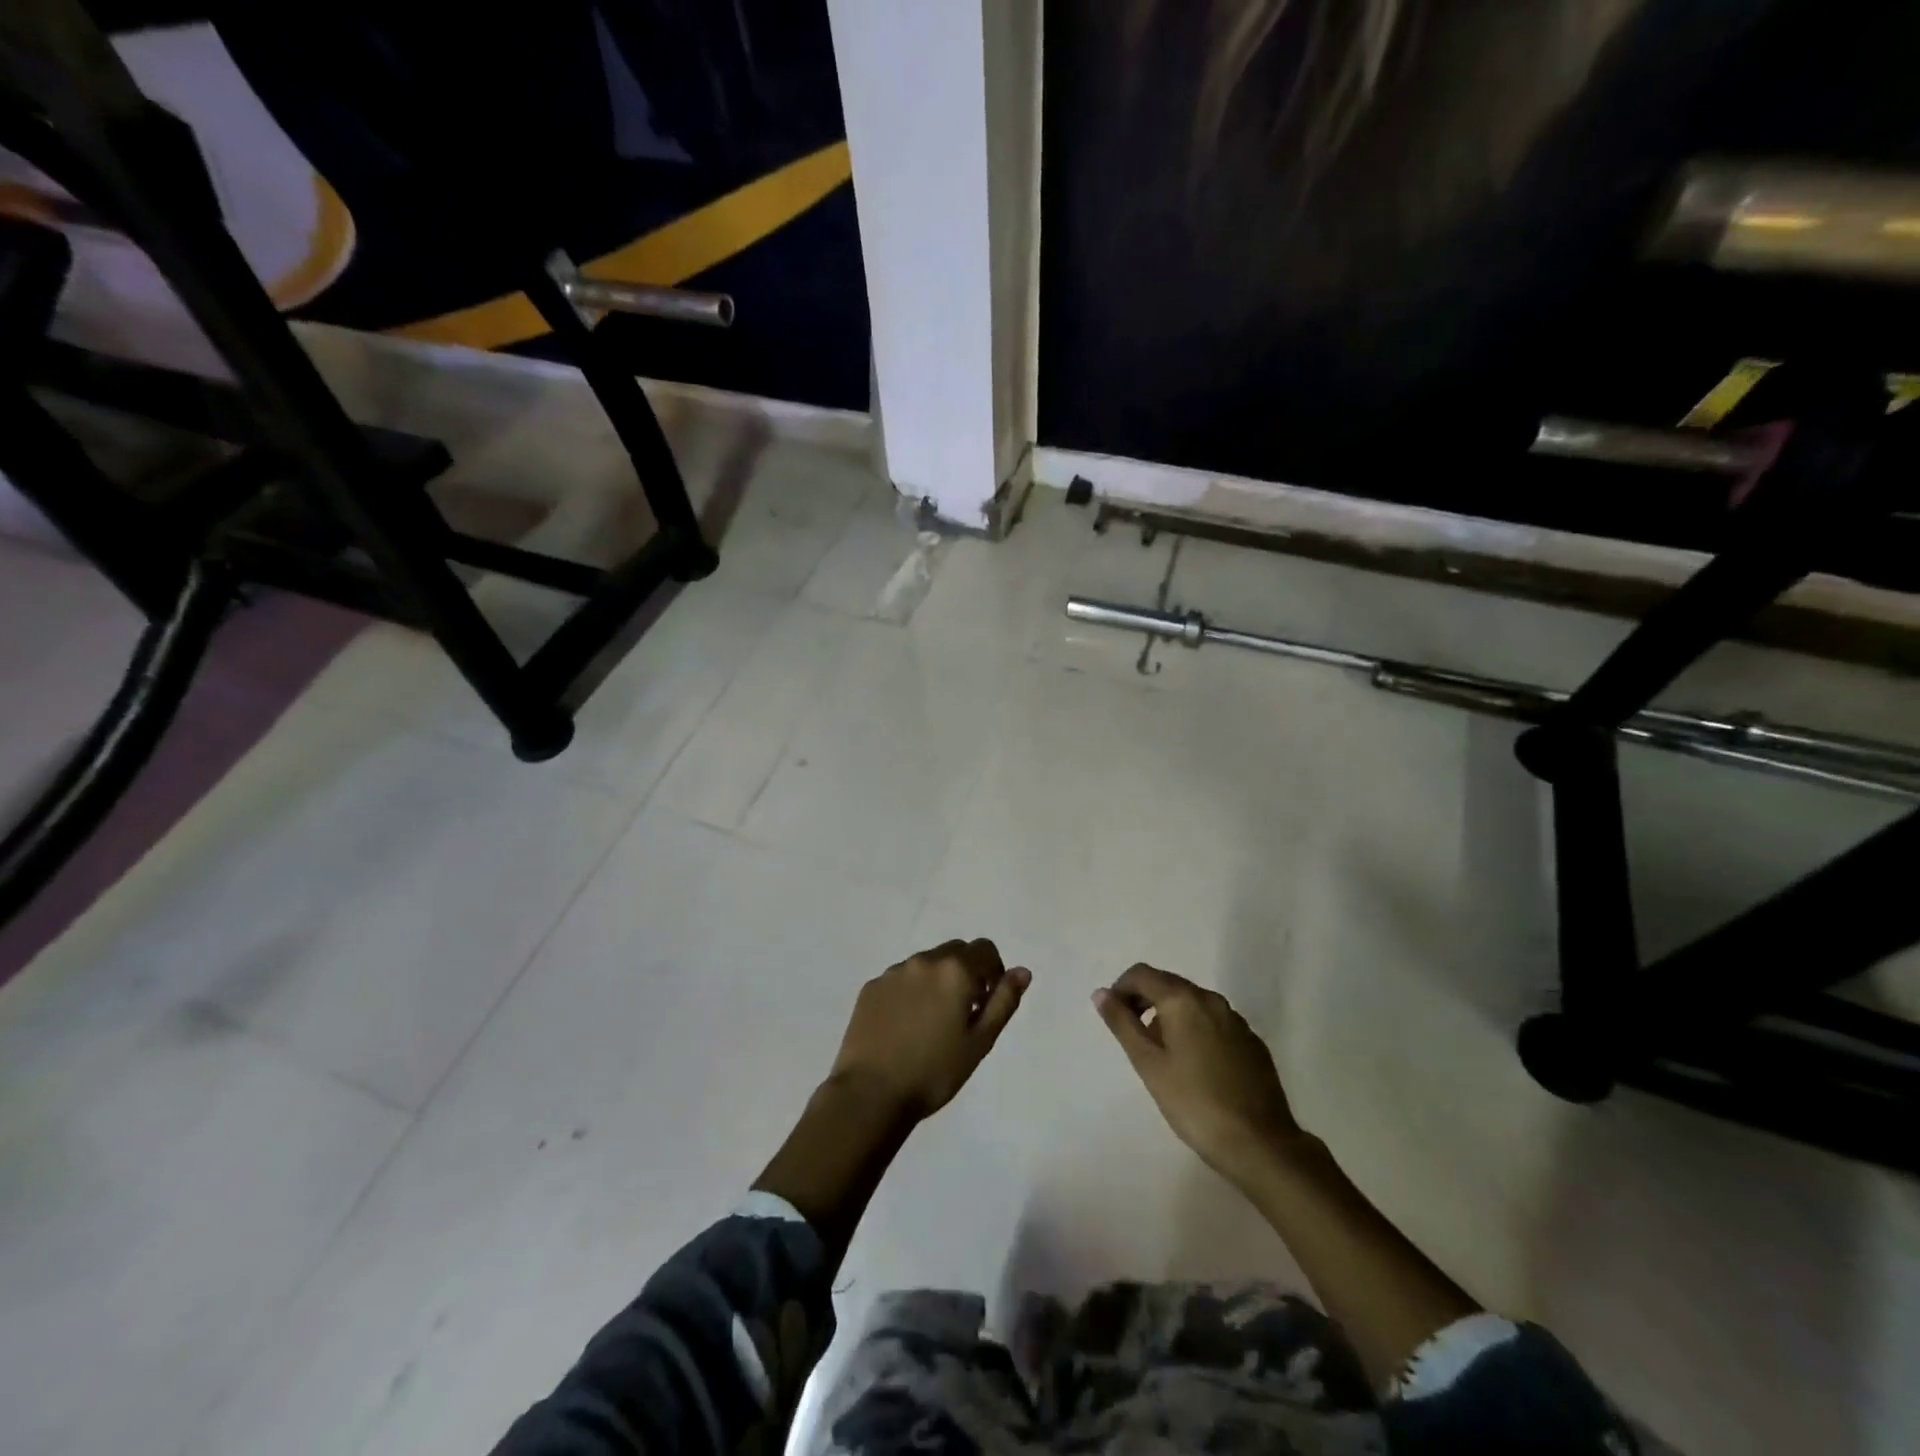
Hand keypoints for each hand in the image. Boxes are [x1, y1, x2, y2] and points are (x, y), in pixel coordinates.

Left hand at [826, 939, 1029, 1120]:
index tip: (987, 1002)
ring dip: (937, 981)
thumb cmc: (934, 1072)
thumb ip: (1003, 1001)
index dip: (993, 972)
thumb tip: (1022, 971)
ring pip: (926, 964)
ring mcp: (893, 972)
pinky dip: (910, 992)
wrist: (871, 1093)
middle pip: (954, 952)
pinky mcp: (871, 987)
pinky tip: (905, 1027)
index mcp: (954, 970)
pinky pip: (900, 979)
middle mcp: (923, 961)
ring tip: (932, 1023)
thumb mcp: (980, 1042)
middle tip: (964, 1013)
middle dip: (966, 973)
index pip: (984, 949)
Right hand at [1093, 964, 1305, 1186]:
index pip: (1142, 974)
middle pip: (1168, 985)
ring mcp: (1236, 1020)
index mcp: (1183, 1000)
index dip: (1121, 989)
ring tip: (1163, 1056)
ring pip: (1193, 1003)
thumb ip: (1122, 1023)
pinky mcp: (1252, 1042)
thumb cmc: (1193, 1102)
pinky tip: (1196, 1067)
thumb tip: (1100, 993)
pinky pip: (1214, 1022)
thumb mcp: (1148, 1064)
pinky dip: (1196, 1031)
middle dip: (1145, 1001)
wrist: (1259, 1143)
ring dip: (1171, 1017)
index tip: (1114, 1017)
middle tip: (1134, 1037)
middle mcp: (1211, 999)